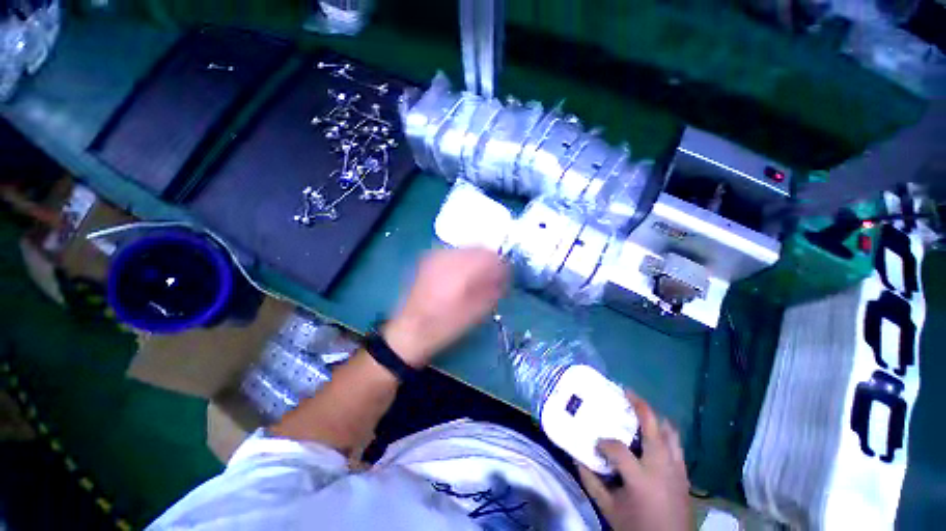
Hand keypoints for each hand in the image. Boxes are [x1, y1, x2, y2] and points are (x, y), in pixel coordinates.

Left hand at [382, 248, 508, 366]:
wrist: (411, 330)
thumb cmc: (445, 325)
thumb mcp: (475, 312)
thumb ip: (493, 290)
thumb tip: (504, 276)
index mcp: (461, 270)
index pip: (490, 256)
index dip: (501, 265)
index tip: (506, 277)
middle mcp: (448, 257)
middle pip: (478, 248)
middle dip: (489, 261)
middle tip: (493, 278)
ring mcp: (435, 256)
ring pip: (466, 249)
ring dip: (476, 260)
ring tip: (478, 277)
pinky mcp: (428, 260)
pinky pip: (454, 253)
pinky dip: (463, 260)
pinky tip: (462, 275)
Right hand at [578, 393, 691, 530]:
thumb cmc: (638, 528)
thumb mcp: (610, 509)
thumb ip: (591, 482)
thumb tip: (576, 458)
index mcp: (641, 477)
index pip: (617, 448)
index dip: (603, 442)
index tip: (596, 443)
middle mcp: (662, 467)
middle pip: (653, 426)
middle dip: (639, 405)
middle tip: (626, 392)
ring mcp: (677, 469)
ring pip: (670, 432)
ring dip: (655, 418)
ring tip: (640, 411)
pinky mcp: (685, 474)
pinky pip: (676, 446)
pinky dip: (664, 434)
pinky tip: (653, 436)